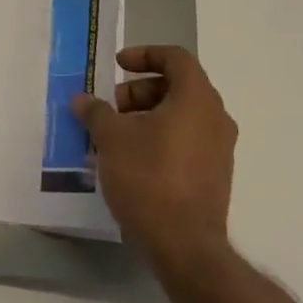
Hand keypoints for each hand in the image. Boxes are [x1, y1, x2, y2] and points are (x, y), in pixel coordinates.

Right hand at [73, 45, 236, 268]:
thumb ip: (96, 112)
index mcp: (196, 98)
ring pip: (181, 115)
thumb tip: (82, 99)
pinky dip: (160, 138)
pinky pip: (187, 141)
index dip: (144, 55)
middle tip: (113, 108)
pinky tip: (132, 161)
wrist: (185, 247)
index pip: (175, 57)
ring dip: (147, 116)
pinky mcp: (216, 175)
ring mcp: (220, 148)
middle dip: (140, 90)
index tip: (118, 66)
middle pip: (177, 86)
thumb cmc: (149, 179)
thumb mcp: (112, 139)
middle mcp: (215, 117)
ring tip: (115, 137)